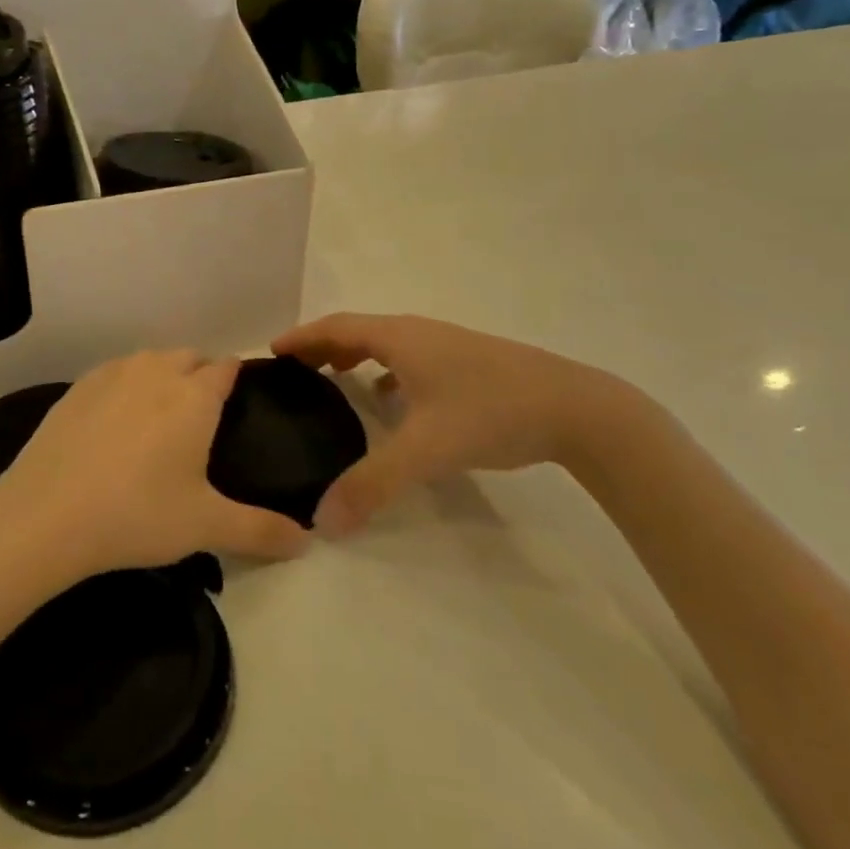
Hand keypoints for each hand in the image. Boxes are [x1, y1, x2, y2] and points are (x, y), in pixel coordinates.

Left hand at [0, 350, 311, 582]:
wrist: (45, 516)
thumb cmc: (137, 514)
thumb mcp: (205, 526)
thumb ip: (261, 530)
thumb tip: (308, 543)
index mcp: (194, 396)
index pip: (227, 368)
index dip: (237, 381)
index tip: (239, 405)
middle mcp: (156, 372)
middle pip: (189, 358)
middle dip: (201, 377)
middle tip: (201, 423)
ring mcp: (111, 375)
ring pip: (150, 361)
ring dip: (163, 377)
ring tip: (160, 420)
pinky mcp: (76, 389)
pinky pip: (114, 374)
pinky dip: (124, 387)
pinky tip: (115, 424)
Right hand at [273, 313, 639, 535]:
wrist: (578, 409)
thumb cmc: (492, 412)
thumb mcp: (426, 450)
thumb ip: (372, 485)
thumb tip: (322, 521)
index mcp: (401, 338)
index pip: (336, 327)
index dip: (301, 337)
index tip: (271, 352)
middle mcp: (419, 334)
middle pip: (358, 331)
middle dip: (322, 347)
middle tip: (293, 372)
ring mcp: (448, 347)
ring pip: (387, 345)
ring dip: (354, 357)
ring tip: (333, 381)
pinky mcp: (469, 365)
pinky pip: (411, 361)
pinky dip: (387, 373)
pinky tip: (391, 402)